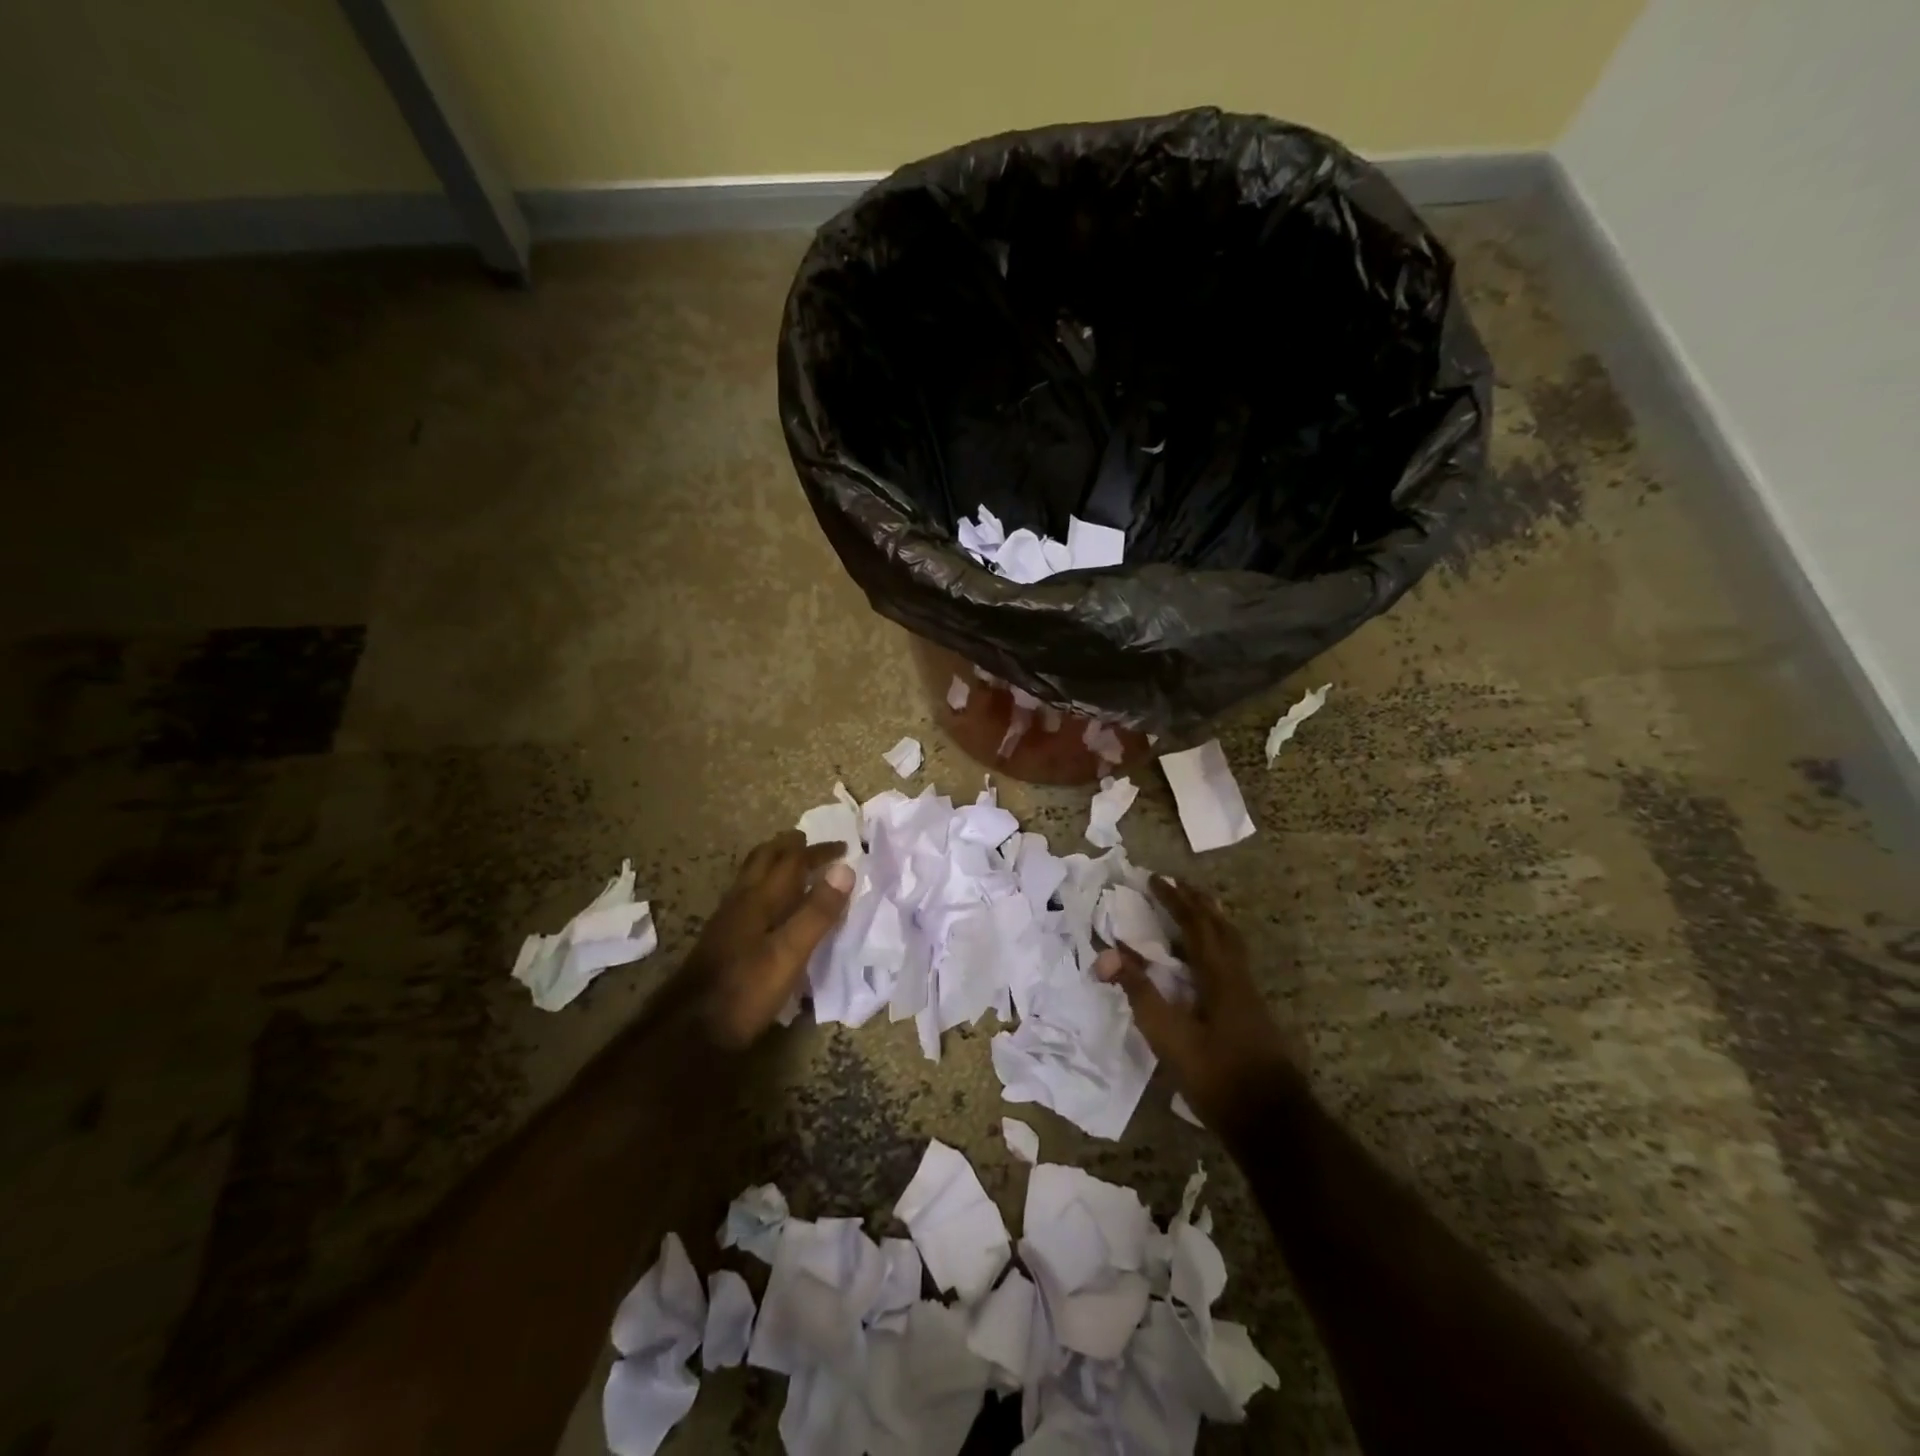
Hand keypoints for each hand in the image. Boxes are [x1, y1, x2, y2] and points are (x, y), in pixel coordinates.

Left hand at [682, 830, 853, 1048]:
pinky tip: (769, 905)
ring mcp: (728, 919)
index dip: (819, 851)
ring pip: (752, 876)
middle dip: (788, 846)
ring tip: (792, 864)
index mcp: (760, 899)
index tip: (845, 847)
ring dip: (774, 862)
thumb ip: (817, 912)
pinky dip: (766, 885)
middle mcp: (742, 901)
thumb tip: (844, 869)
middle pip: (764, 859)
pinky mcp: (722, 939)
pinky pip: (747, 895)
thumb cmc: (745, 989)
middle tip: (810, 842)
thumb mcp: (790, 953)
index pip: (792, 861)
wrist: (689, 1030)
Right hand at [1095, 876, 1297, 1130]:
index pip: (1195, 923)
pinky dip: (1217, 942)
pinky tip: (1207, 959)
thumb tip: (1108, 953)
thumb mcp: (1169, 1036)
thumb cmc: (1217, 1076)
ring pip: (1231, 942)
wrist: (1273, 1121)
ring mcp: (1249, 995)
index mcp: (1219, 975)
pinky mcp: (1252, 1012)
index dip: (1174, 899)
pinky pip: (1233, 959)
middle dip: (1196, 901)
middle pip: (1219, 926)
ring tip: (1194, 907)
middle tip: (1175, 884)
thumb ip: (1140, 992)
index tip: (1153, 879)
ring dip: (1210, 919)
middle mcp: (1238, 976)